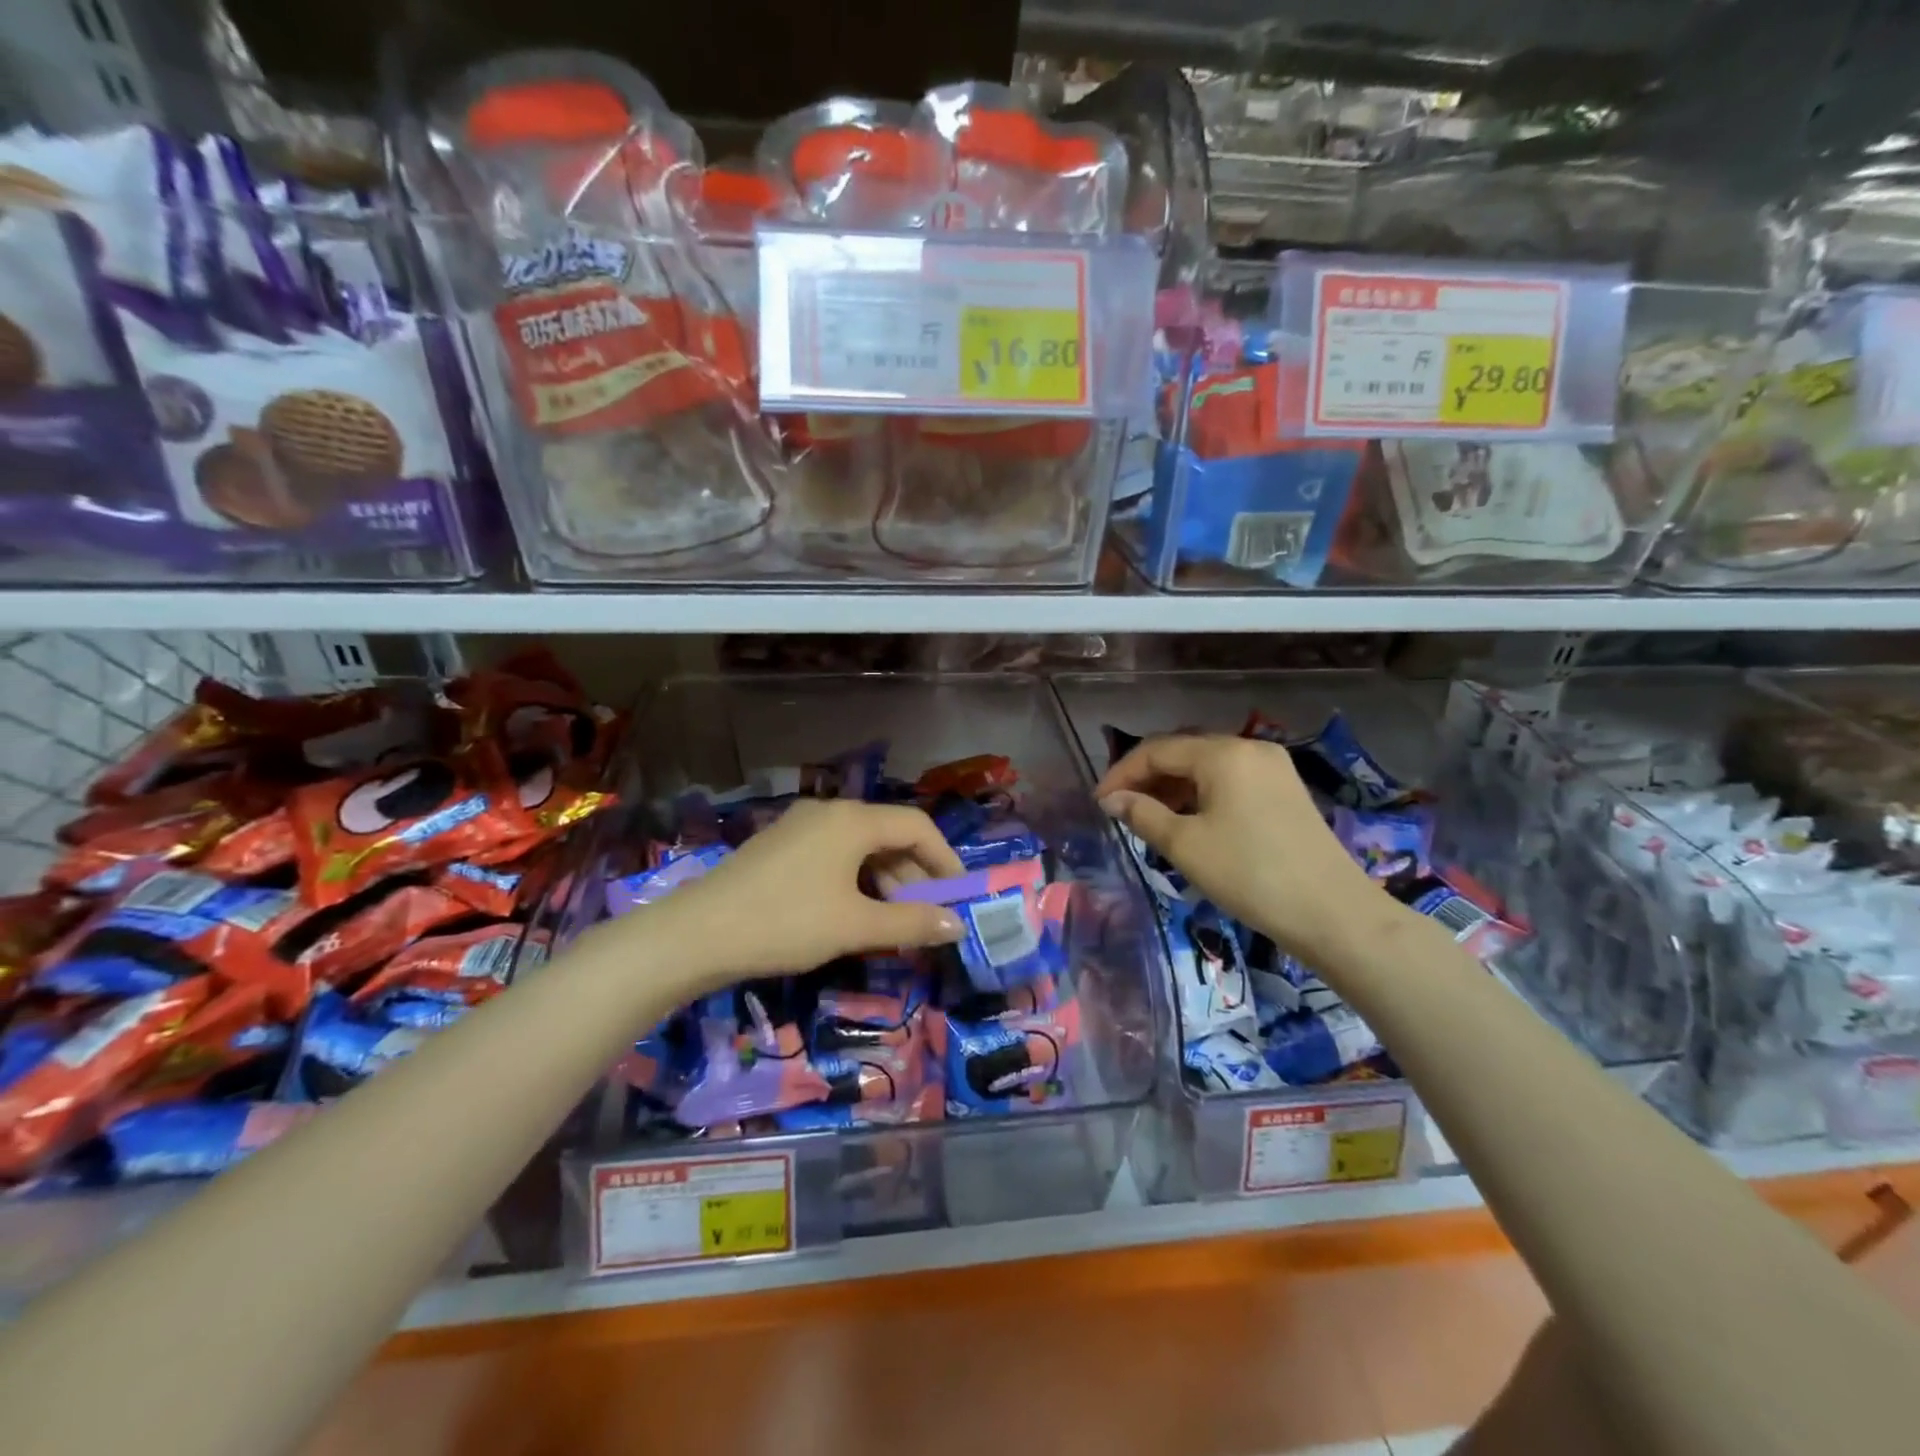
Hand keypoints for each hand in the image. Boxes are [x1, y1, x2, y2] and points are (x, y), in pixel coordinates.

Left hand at [642, 799, 966, 983]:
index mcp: (852, 820)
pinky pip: (834, 853)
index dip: (945, 858)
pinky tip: (852, 910)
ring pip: (860, 845)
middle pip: (888, 833)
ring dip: (885, 878)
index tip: (958, 894)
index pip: (917, 826)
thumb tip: (956, 925)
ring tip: (891, 918)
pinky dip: (856, 877)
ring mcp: (800, 825)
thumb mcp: (855, 926)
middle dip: (914, 873)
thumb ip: (911, 922)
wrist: (697, 934)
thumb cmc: (786, 923)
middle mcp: (829, 811)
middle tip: (927, 913)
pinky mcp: (780, 844)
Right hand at [1096, 734, 1387, 964]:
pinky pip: (1231, 780)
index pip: (1156, 750)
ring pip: (1207, 767)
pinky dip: (1202, 795)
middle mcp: (1249, 748)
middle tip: (1121, 809)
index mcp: (1223, 753)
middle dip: (1147, 778)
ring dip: (1174, 787)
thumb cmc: (1250, 874)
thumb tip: (1112, 799)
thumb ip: (1142, 814)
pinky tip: (1189, 821)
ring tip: (1149, 818)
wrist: (1332, 912)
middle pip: (1183, 752)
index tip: (1099, 803)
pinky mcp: (1285, 790)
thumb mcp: (1185, 845)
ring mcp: (1272, 767)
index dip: (1122, 773)